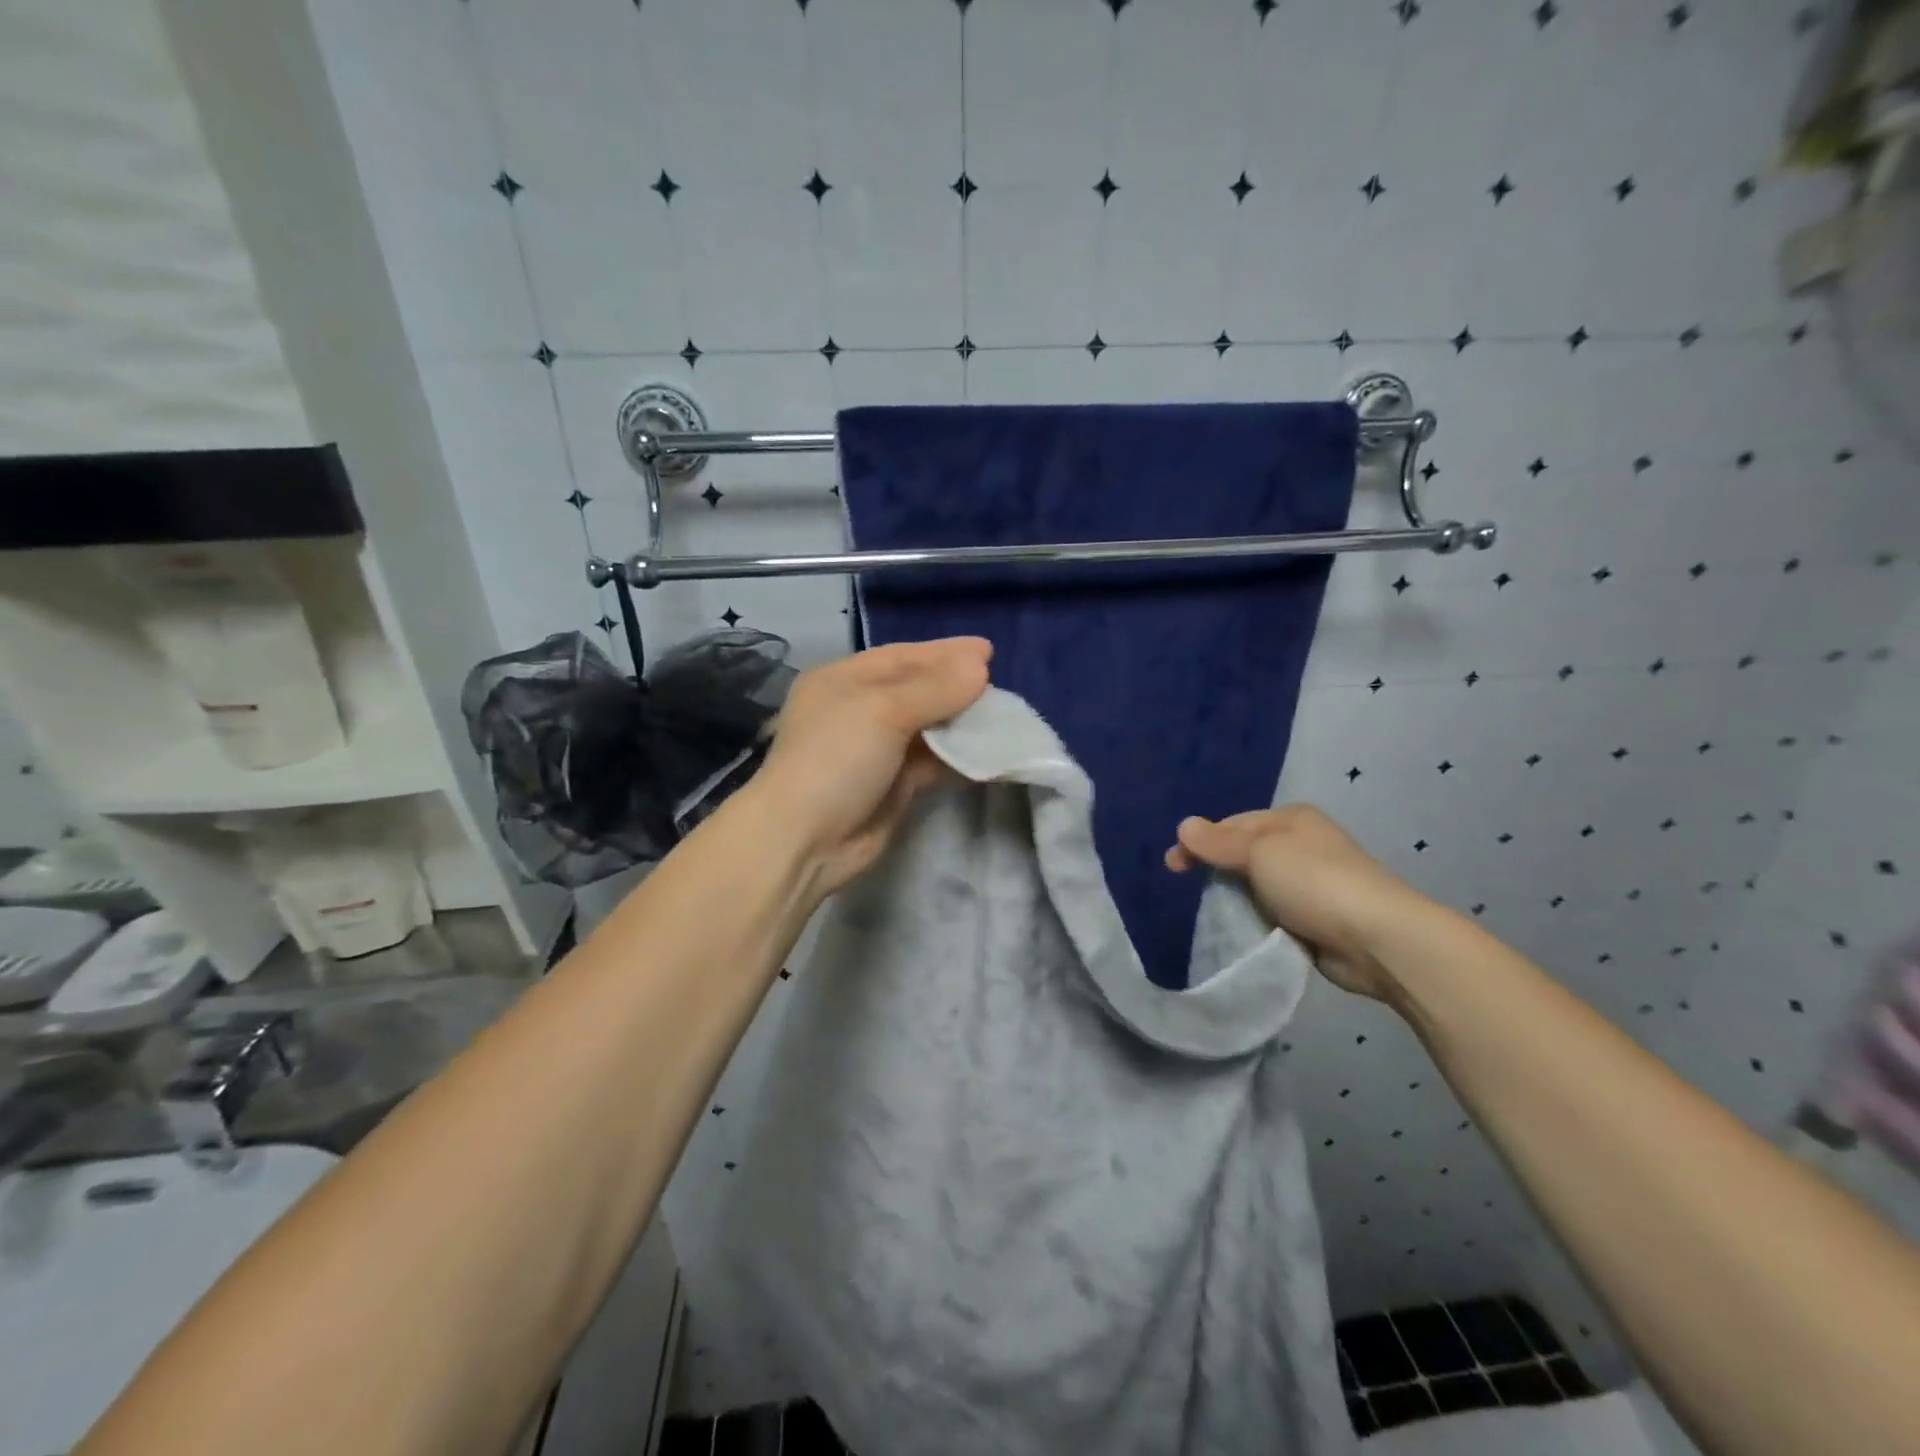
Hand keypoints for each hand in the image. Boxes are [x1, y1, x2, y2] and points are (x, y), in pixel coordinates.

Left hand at [750, 638, 992, 895]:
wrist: (805, 839)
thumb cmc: (837, 758)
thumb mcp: (884, 710)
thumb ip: (936, 688)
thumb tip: (980, 667)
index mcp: (843, 681)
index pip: (901, 656)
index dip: (944, 652)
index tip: (988, 651)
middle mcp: (858, 711)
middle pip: (917, 690)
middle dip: (956, 687)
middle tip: (999, 685)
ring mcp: (875, 751)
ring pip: (928, 727)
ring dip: (962, 723)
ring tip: (1002, 717)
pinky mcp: (892, 786)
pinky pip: (932, 763)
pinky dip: (958, 757)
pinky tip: (988, 753)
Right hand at [1164, 806, 1428, 1000]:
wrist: (1378, 938)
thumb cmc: (1313, 882)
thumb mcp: (1258, 852)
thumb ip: (1218, 842)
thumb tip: (1183, 825)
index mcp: (1291, 820)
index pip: (1232, 824)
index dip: (1199, 842)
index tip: (1173, 866)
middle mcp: (1302, 845)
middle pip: (1243, 853)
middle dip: (1216, 868)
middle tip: (1188, 888)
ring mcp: (1311, 883)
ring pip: (1256, 885)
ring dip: (1236, 897)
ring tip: (1214, 913)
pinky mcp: (1315, 919)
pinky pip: (1272, 913)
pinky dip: (1256, 919)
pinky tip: (1243, 930)